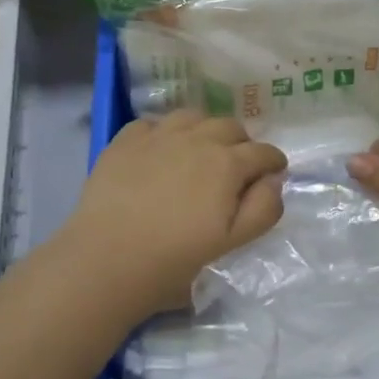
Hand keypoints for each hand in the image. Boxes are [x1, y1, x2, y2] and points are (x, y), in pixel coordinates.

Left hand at [55, 111, 287, 321]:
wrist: (105, 260)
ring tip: (199, 152)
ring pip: (193, 117)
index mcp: (227, 164)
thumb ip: (262, 209)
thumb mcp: (230, 244)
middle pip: (230, 127)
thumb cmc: (172, 261)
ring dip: (204, 130)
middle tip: (236, 167)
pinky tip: (160, 152)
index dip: (273, 162)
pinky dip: (164, 133)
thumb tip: (273, 181)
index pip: (263, 152)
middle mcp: (196, 139)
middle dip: (241, 143)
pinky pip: (153, 123)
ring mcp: (158, 135)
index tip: (273, 173)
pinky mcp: (125, 140)